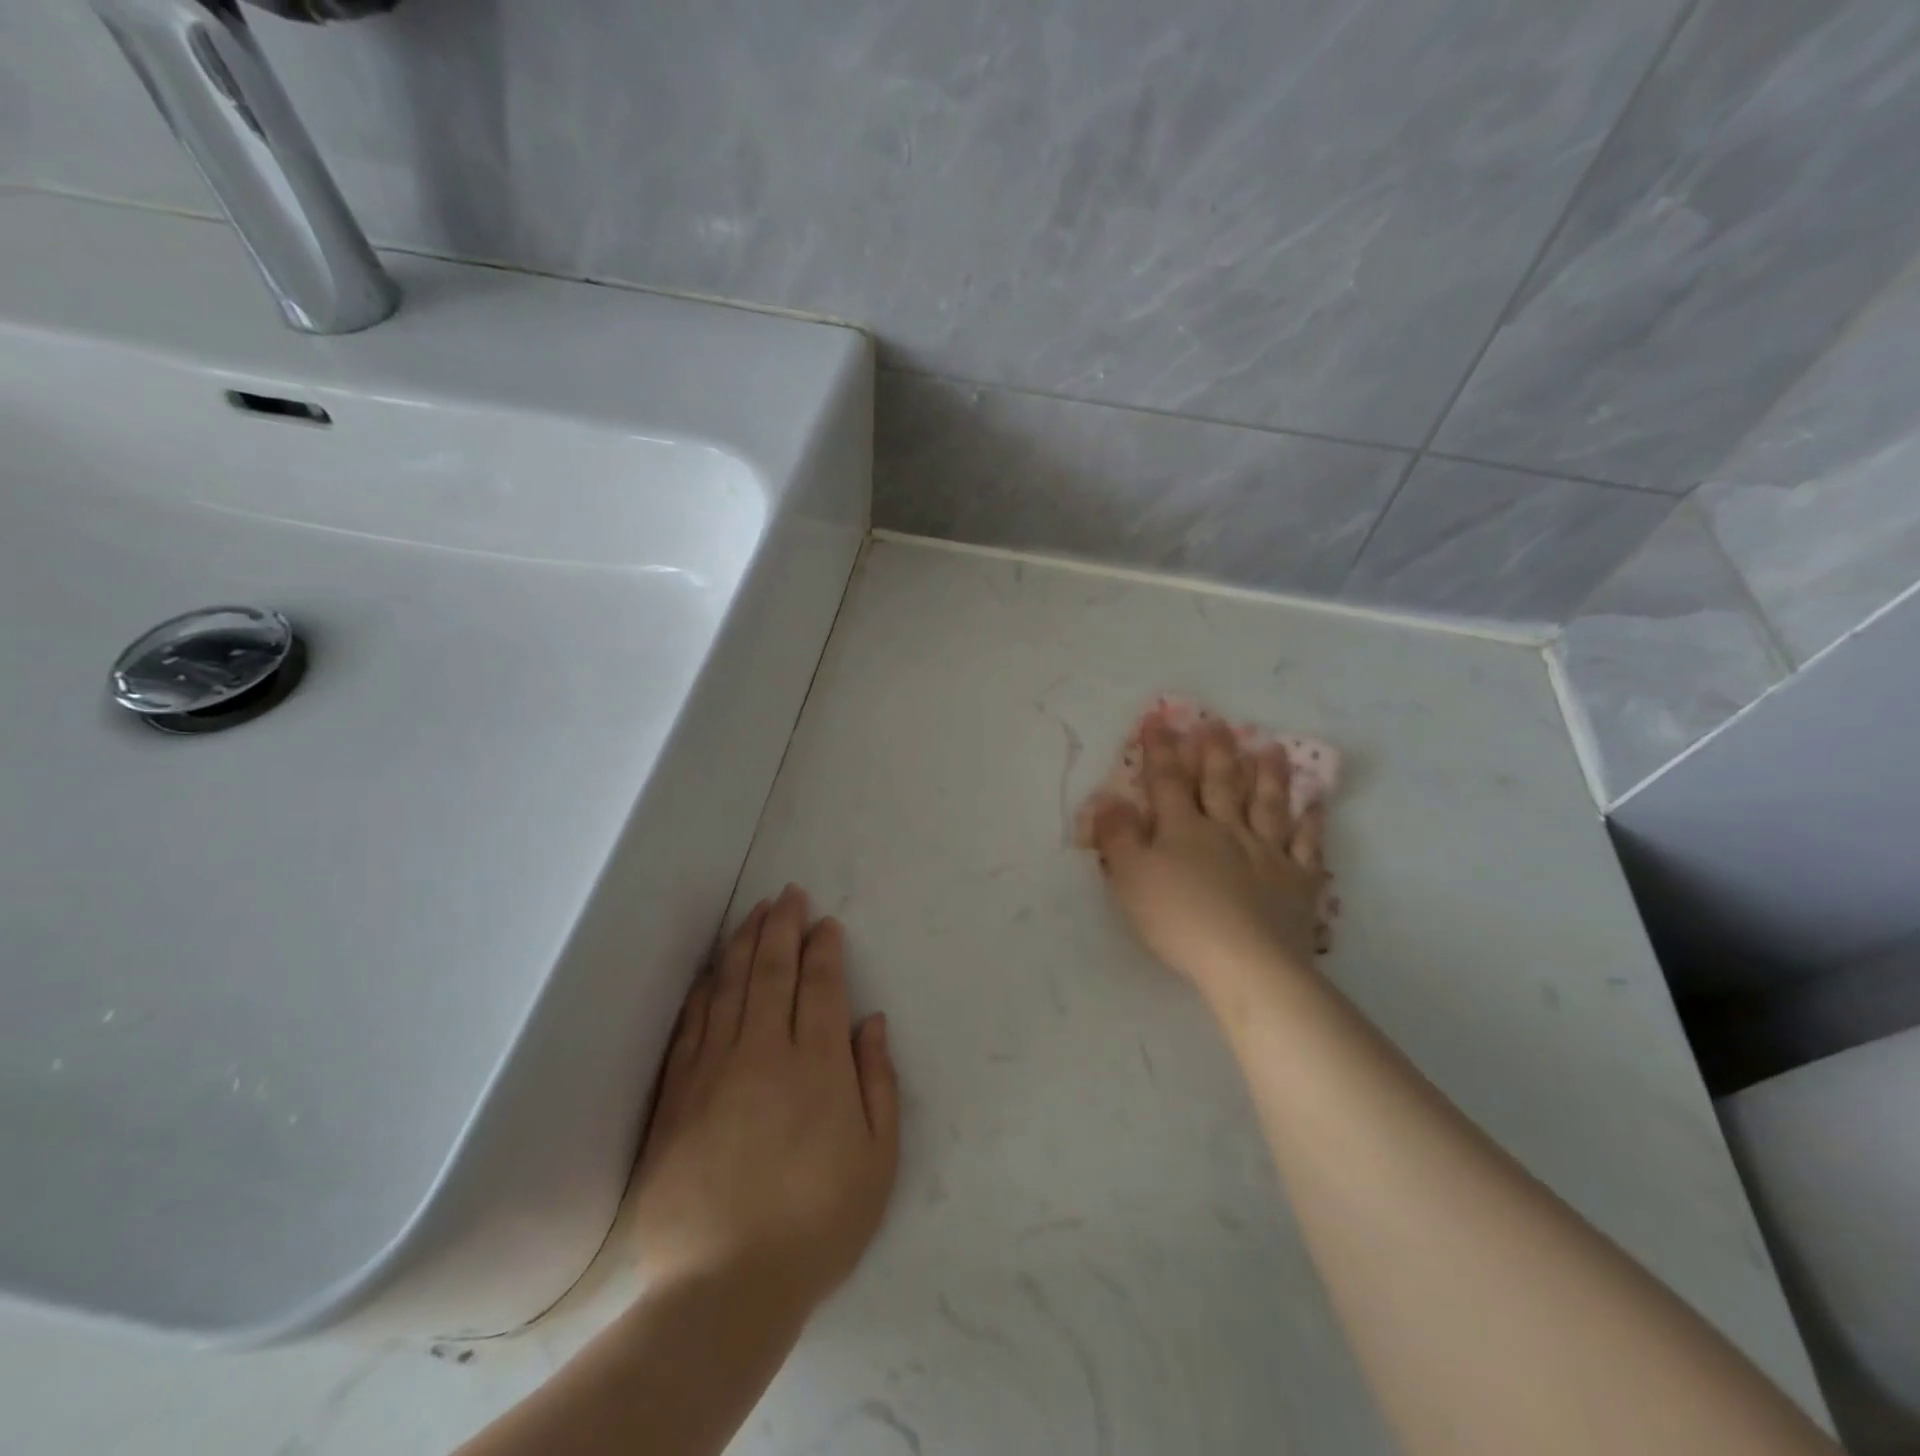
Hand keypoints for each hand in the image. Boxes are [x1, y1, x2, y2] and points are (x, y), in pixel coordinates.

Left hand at [631, 885, 899, 1309]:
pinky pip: (691, 1024)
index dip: (824, 948)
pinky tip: (710, 970)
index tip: (825, 923)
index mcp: (817, 1066)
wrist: (724, 1289)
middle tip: (788, 893)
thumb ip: (878, 1081)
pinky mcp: (676, 1095)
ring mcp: (713, 1070)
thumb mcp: (877, 1159)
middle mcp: (764, 1052)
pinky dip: (704, 989)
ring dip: (743, 943)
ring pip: (729, 987)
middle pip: (772, 971)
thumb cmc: (817, 1225)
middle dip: (782, 926)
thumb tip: (870, 1021)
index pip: (821, 985)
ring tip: (753, 912)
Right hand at [1089, 711, 1327, 999]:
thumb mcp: (1131, 877)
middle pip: (1221, 785)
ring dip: (1268, 776)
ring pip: (1268, 806)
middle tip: (1219, 724)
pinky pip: (1307, 845)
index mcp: (1183, 829)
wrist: (1245, 962)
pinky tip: (1316, 805)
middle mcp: (1227, 831)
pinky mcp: (1298, 882)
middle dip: (1216, 753)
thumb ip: (1118, 837)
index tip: (1158, 720)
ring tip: (1272, 749)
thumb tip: (1108, 800)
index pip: (1168, 781)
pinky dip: (1312, 823)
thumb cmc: (1179, 919)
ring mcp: (1267, 854)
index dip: (1161, 750)